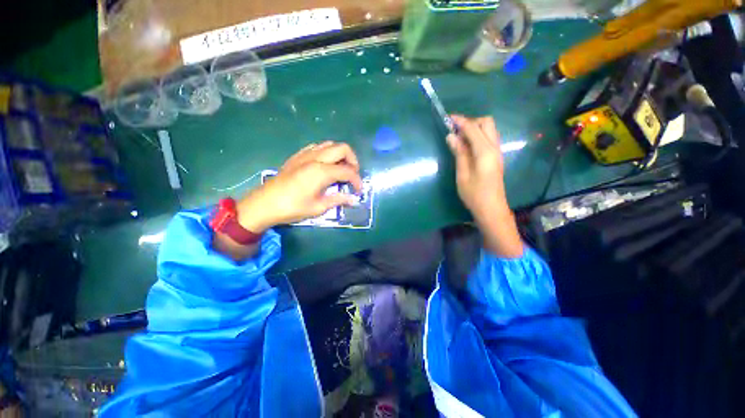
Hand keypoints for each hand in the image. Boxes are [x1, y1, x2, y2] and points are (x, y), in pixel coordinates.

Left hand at [237, 141, 361, 232]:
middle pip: (342, 149)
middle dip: (353, 161)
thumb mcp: (318, 207)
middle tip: (352, 175)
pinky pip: (316, 147)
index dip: (357, 180)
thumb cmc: (292, 207)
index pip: (348, 171)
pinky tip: (324, 165)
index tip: (358, 191)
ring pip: (330, 145)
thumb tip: (353, 199)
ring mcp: (305, 155)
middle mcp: (316, 158)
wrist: (264, 204)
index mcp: (322, 171)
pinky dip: (326, 153)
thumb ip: (338, 200)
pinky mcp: (297, 156)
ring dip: (340, 155)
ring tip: (340, 170)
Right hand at [447, 115, 522, 257]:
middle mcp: (494, 147)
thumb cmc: (474, 194)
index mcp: (484, 151)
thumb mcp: (462, 174)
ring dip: (474, 128)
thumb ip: (459, 153)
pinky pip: (488, 138)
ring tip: (459, 138)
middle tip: (455, 131)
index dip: (460, 121)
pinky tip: (467, 146)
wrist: (491, 208)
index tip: (448, 118)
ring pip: (489, 129)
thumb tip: (451, 136)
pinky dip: (478, 136)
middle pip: (486, 122)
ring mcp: (497, 152)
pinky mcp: (495, 157)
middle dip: (470, 122)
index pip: (473, 128)